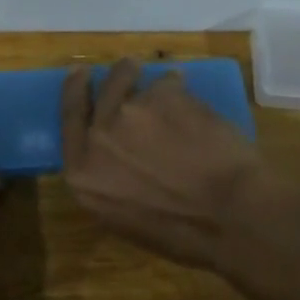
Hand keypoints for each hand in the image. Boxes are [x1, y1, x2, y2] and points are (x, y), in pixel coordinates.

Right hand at [60, 59, 266, 271]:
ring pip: (132, 79)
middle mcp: (98, 137)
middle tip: (126, 67)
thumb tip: (115, 154)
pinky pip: (168, 82)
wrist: (230, 213)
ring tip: (165, 80)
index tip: (79, 74)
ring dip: (145, 78)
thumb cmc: (181, 232)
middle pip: (100, 92)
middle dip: (113, 76)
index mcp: (82, 173)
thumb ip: (107, 178)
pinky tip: (193, 101)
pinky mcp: (164, 95)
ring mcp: (130, 111)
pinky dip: (179, 88)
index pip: (69, 119)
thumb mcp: (123, 216)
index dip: (74, 92)